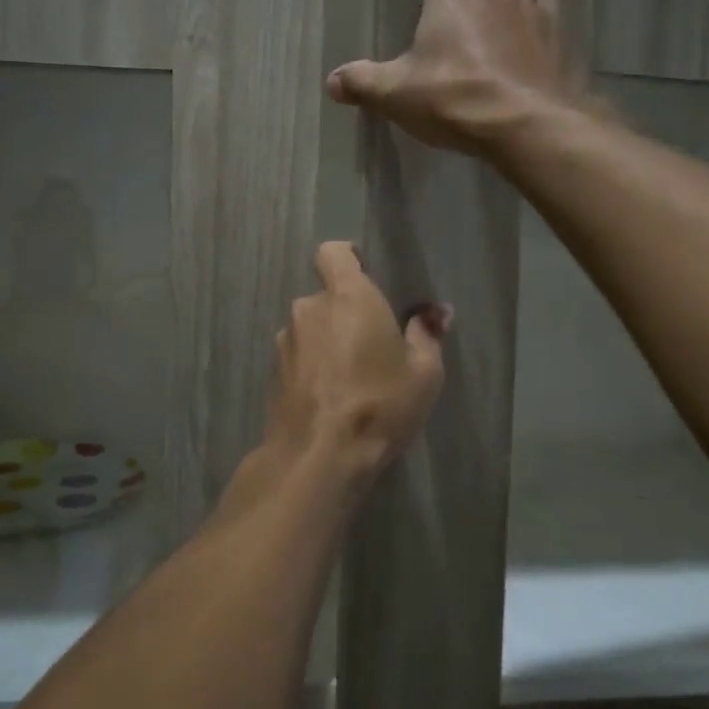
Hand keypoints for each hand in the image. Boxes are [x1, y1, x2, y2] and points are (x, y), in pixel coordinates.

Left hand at [264, 242, 448, 483]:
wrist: (319, 456)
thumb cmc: (380, 404)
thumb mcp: (424, 372)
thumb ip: (428, 335)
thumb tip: (435, 313)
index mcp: (348, 296)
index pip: (333, 252)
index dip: (348, 258)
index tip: (367, 277)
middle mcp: (309, 308)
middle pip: (326, 296)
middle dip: (345, 312)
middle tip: (373, 344)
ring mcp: (285, 340)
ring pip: (311, 328)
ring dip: (328, 341)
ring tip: (352, 377)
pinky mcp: (273, 371)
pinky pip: (298, 355)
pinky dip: (313, 366)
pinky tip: (331, 396)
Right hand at [327, 0, 579, 154]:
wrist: (530, 128)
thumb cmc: (457, 96)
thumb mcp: (398, 93)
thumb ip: (365, 83)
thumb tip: (333, 82)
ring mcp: (540, 18)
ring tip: (509, 23)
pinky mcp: (563, 49)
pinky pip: (555, 29)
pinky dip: (542, 38)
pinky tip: (530, 60)